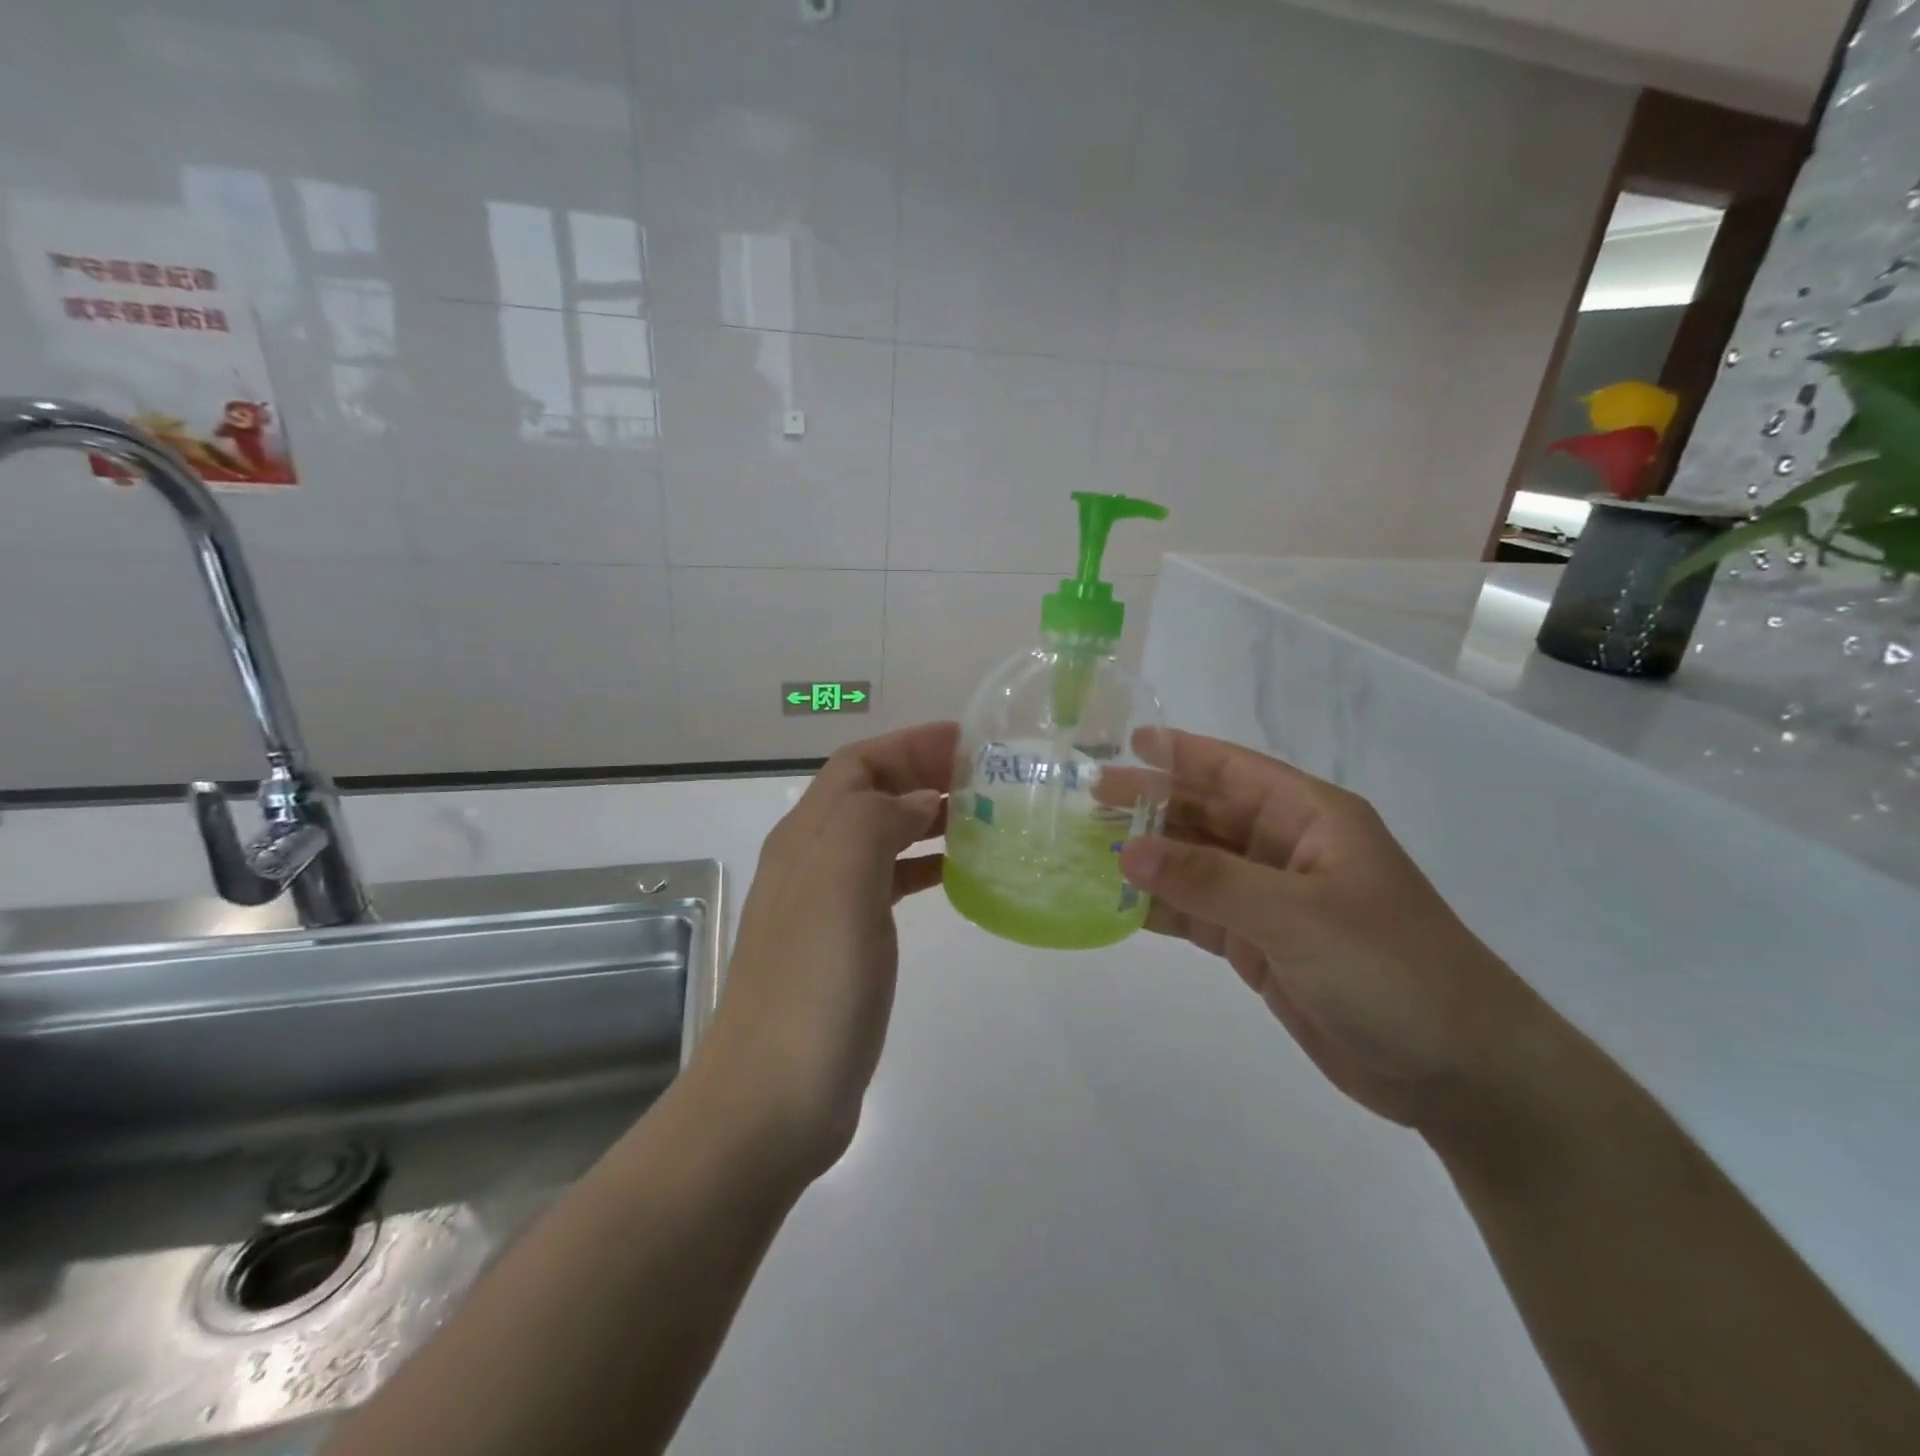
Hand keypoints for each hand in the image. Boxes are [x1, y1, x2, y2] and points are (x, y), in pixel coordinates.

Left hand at [694, 722, 956, 1182]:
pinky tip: (955, 880)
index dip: (909, 744)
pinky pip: (888, 886)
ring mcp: (827, 906)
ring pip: (881, 838)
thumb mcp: (840, 883)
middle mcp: (812, 862)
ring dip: (926, 820)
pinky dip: (921, 869)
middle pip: (869, 794)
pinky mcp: (846, 947)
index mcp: (807, 837)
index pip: (857, 763)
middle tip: (986, 780)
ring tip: (983, 822)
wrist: (772, 1100)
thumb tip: (916, 802)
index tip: (969, 744)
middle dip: (923, 775)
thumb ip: (874, 822)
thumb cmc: (812, 985)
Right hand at [1116, 730, 1549, 1135]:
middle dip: (1150, 806)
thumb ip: (1209, 880)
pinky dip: (1160, 909)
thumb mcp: (1297, 915)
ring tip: (1088, 850)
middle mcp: (1286, 850)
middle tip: (1088, 802)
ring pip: (1195, 866)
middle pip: (1205, 815)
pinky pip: (1198, 915)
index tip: (1126, 743)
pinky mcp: (1260, 947)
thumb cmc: (1391, 969)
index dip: (1181, 753)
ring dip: (1148, 859)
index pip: (1234, 770)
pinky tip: (1117, 905)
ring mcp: (1271, 900)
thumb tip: (1127, 849)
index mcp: (1310, 818)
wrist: (1458, 1071)